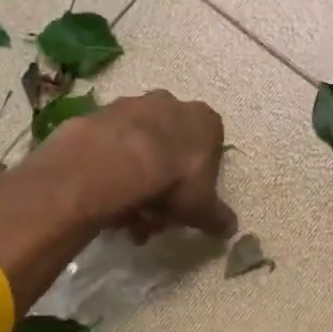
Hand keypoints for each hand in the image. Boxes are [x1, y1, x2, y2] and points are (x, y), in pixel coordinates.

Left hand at [65, 91, 236, 241]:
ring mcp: (134, 105)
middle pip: (171, 147)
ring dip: (135, 179)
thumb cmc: (174, 180)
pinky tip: (105, 198)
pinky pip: (111, 146)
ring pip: (140, 147)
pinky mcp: (102, 113)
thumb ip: (217, 217)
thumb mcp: (202, 208)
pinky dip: (110, 169)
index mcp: (205, 120)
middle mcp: (172, 104)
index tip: (186, 203)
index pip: (209, 147)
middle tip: (153, 216)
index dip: (198, 178)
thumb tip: (230, 228)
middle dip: (163, 183)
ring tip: (125, 215)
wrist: (117, 162)